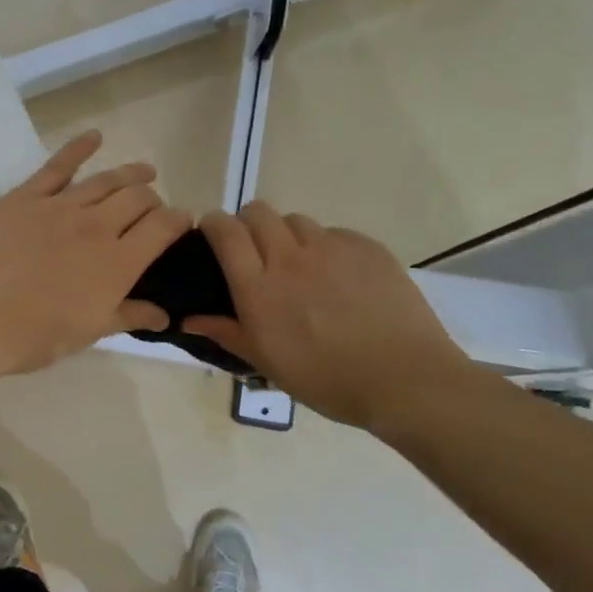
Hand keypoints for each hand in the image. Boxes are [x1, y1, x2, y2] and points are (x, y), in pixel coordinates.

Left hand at [0, 132, 192, 381]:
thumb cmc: (34, 336)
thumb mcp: (88, 332)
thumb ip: (129, 316)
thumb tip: (165, 315)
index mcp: (118, 263)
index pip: (163, 227)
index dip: (179, 221)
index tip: (181, 223)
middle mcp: (96, 226)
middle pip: (138, 198)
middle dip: (153, 200)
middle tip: (152, 210)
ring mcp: (60, 207)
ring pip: (106, 180)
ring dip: (131, 174)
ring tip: (145, 172)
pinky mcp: (26, 197)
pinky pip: (58, 165)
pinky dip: (80, 147)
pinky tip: (95, 136)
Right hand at [186, 204, 475, 430]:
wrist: (404, 379)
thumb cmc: (325, 379)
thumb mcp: (267, 362)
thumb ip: (226, 332)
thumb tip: (188, 318)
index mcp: (258, 286)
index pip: (225, 230)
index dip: (214, 224)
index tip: (214, 237)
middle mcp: (290, 257)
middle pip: (258, 212)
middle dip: (249, 224)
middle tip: (256, 253)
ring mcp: (331, 247)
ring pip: (296, 220)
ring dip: (288, 236)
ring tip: (300, 266)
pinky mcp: (367, 247)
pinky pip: (334, 234)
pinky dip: (326, 248)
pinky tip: (339, 278)